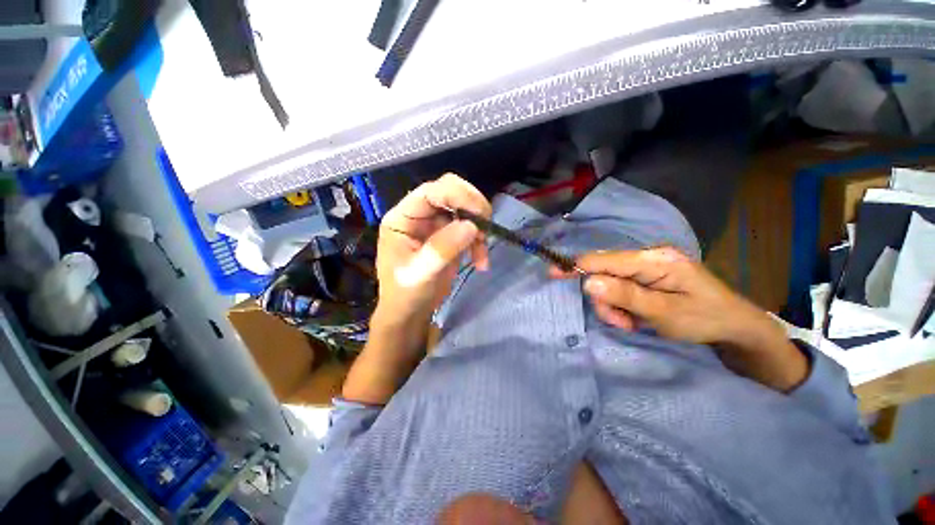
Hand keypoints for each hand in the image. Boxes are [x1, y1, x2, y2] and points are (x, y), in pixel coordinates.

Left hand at [375, 173, 491, 323]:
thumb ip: (442, 249)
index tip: (481, 215)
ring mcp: (435, 223)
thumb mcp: (420, 274)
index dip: (459, 195)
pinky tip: (480, 261)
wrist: (410, 312)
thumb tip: (471, 226)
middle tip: (486, 230)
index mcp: (403, 217)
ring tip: (481, 254)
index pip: (432, 191)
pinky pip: (471, 227)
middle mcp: (419, 214)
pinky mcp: (449, 235)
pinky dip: (480, 241)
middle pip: (451, 192)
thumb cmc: (405, 295)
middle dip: (473, 208)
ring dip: (479, 228)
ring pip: (465, 209)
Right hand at [553, 247, 807, 390]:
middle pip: (604, 272)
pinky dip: (621, 305)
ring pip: (609, 283)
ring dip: (613, 306)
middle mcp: (648, 257)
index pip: (604, 259)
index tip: (553, 273)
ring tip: (632, 323)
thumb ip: (625, 296)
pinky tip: (635, 317)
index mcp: (655, 260)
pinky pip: (621, 287)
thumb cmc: (706, 320)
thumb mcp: (665, 313)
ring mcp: (647, 266)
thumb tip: (588, 282)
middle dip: (605, 298)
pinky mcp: (647, 277)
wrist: (737, 326)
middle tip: (621, 321)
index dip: (576, 266)